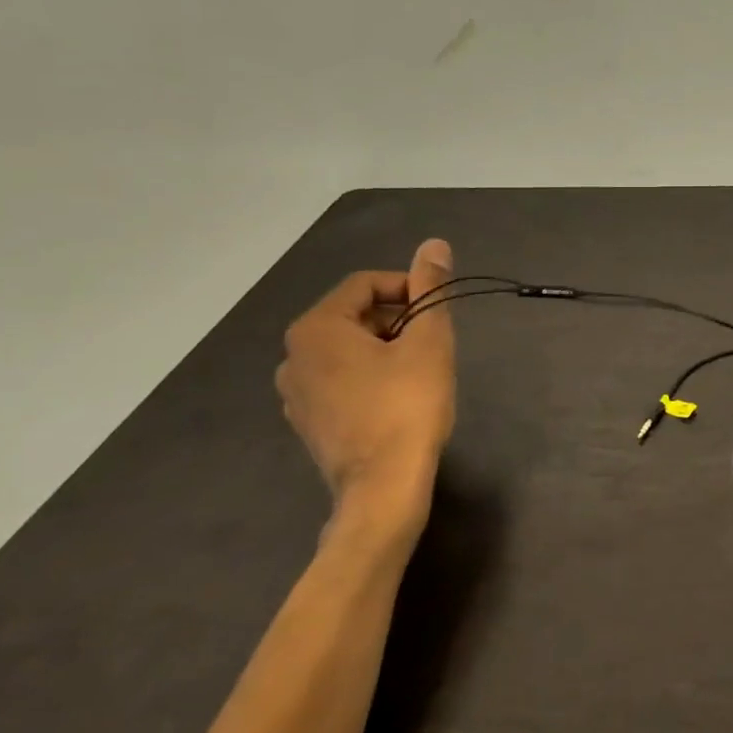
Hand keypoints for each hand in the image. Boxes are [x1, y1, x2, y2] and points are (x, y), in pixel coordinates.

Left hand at [276, 239, 455, 550]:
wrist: (383, 489)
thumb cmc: (407, 406)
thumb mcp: (428, 341)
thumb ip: (430, 289)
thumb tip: (434, 243)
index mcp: (315, 328)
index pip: (365, 284)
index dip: (408, 288)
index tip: (438, 308)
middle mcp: (293, 356)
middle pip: (353, 315)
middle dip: (397, 319)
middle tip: (434, 340)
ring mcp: (295, 393)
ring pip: (347, 349)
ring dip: (385, 347)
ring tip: (421, 368)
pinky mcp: (308, 422)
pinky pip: (340, 380)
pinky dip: (369, 376)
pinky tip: (397, 397)